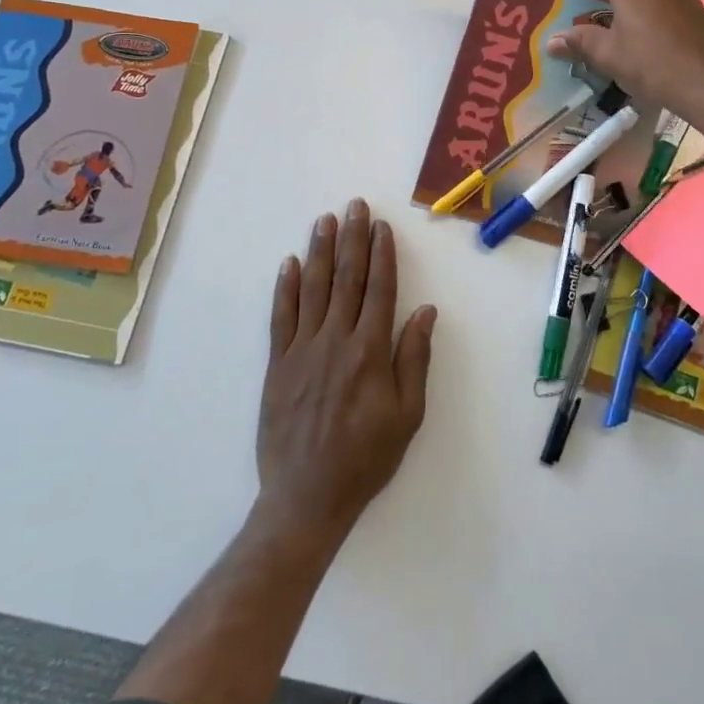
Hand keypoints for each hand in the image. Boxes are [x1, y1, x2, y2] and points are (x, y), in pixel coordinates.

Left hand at [258, 200, 436, 548]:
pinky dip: (285, 288)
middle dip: (352, 239)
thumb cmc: (366, 457)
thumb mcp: (407, 415)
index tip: (382, 227)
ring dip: (319, 251)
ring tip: (324, 221)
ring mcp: (302, 349)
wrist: (306, 497)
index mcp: (370, 350)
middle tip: (354, 206)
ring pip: (312, 288)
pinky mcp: (278, 364)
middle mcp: (336, 339)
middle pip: (346, 278)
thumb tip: (425, 310)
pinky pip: (281, 317)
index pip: (379, 288)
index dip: (382, 254)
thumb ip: (414, 358)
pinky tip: (288, 264)